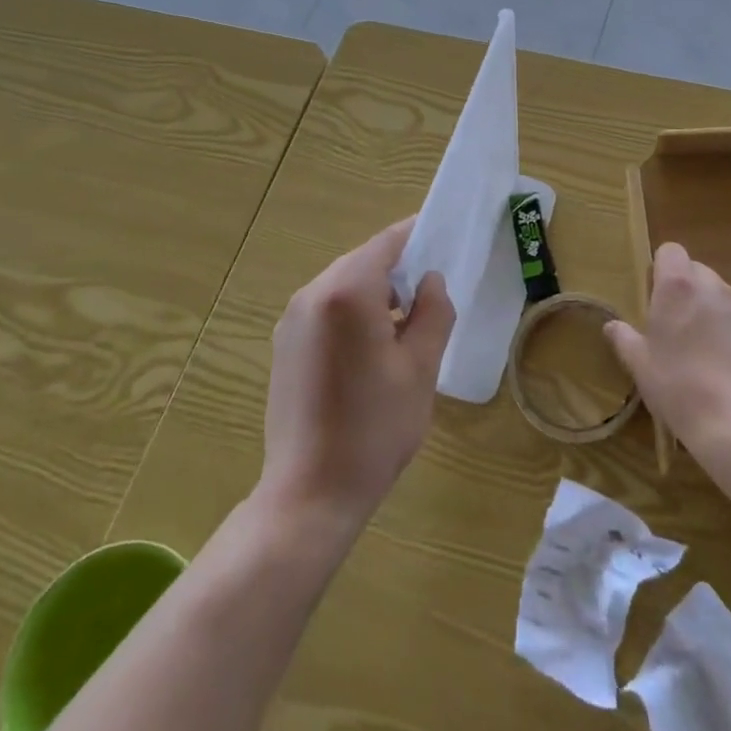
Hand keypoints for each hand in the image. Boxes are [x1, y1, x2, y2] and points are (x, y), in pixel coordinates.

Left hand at [259, 218, 455, 531]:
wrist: (309, 495)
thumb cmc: (374, 430)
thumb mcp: (420, 369)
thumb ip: (433, 312)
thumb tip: (431, 280)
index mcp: (347, 291)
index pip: (388, 242)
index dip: (418, 235)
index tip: (445, 237)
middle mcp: (313, 293)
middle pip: (364, 261)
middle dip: (399, 268)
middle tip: (433, 290)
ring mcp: (292, 318)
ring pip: (344, 284)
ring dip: (376, 292)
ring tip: (407, 323)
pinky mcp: (284, 343)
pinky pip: (326, 307)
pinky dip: (353, 311)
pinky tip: (372, 347)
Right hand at [605, 242, 730, 449]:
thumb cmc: (677, 386)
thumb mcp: (639, 364)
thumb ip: (624, 338)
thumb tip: (612, 325)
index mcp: (678, 286)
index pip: (671, 251)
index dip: (662, 268)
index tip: (655, 295)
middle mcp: (712, 286)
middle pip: (696, 270)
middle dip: (686, 288)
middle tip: (675, 324)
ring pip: (720, 294)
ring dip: (709, 308)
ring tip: (702, 346)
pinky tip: (726, 363)